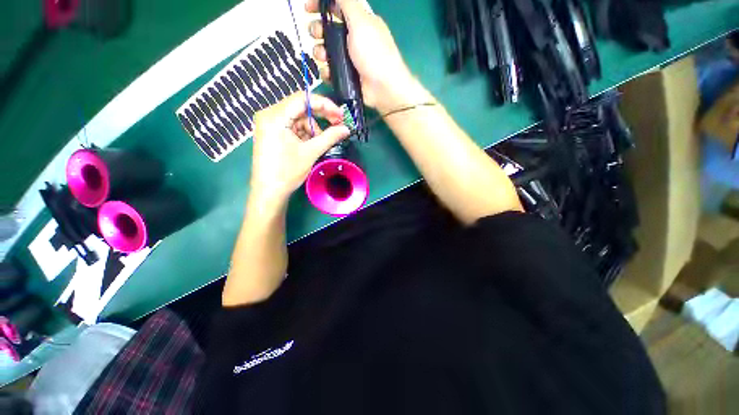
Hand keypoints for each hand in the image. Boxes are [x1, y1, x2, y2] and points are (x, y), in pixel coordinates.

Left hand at [249, 93, 349, 204]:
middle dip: (320, 117)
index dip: (325, 105)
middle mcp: (269, 114)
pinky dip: (304, 134)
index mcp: (275, 116)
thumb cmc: (287, 172)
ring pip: (297, 118)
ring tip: (319, 144)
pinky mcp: (271, 132)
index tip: (340, 115)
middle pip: (300, 107)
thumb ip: (330, 137)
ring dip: (312, 129)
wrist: (269, 191)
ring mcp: (269, 123)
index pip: (303, 99)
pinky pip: (292, 126)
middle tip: (337, 126)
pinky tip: (310, 145)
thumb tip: (346, 129)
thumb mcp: (311, 152)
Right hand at [306, 0, 414, 111]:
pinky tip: (328, 73)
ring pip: (327, 52)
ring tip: (323, 56)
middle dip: (318, 30)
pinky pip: (330, 72)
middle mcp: (353, 40)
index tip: (307, 9)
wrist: (383, 89)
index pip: (337, 7)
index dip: (321, 5)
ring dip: (320, 52)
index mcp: (359, 22)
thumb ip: (346, 2)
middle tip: (315, 34)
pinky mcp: (346, 77)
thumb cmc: (374, 53)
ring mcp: (349, 60)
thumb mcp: (361, 22)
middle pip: (328, 30)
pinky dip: (327, 72)